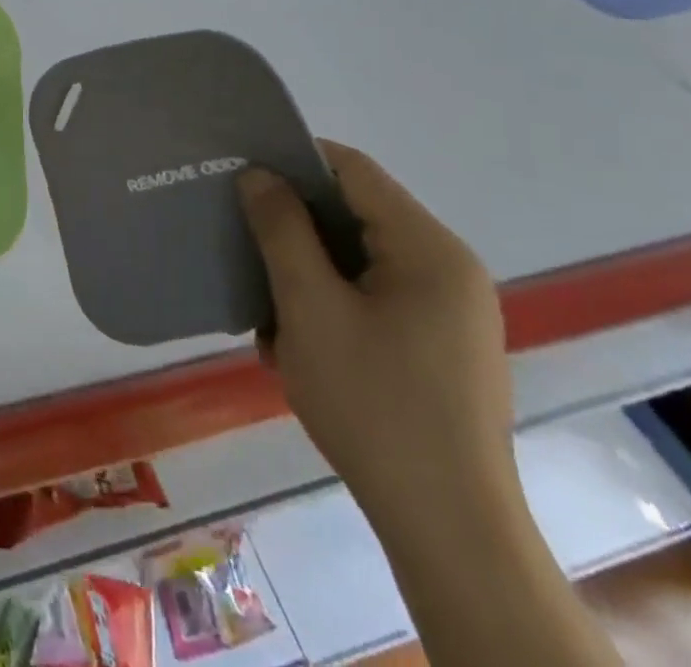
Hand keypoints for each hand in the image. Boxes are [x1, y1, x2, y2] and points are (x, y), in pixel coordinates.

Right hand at [237, 142, 515, 537]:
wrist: (448, 530)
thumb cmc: (374, 404)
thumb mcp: (310, 307)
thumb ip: (282, 229)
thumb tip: (259, 174)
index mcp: (429, 249)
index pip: (353, 170)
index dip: (294, 160)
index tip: (240, 173)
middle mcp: (449, 270)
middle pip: (356, 214)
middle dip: (294, 224)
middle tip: (241, 238)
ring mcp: (449, 312)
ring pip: (359, 259)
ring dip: (307, 270)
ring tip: (264, 300)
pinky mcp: (441, 347)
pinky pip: (374, 297)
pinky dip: (331, 302)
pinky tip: (297, 340)